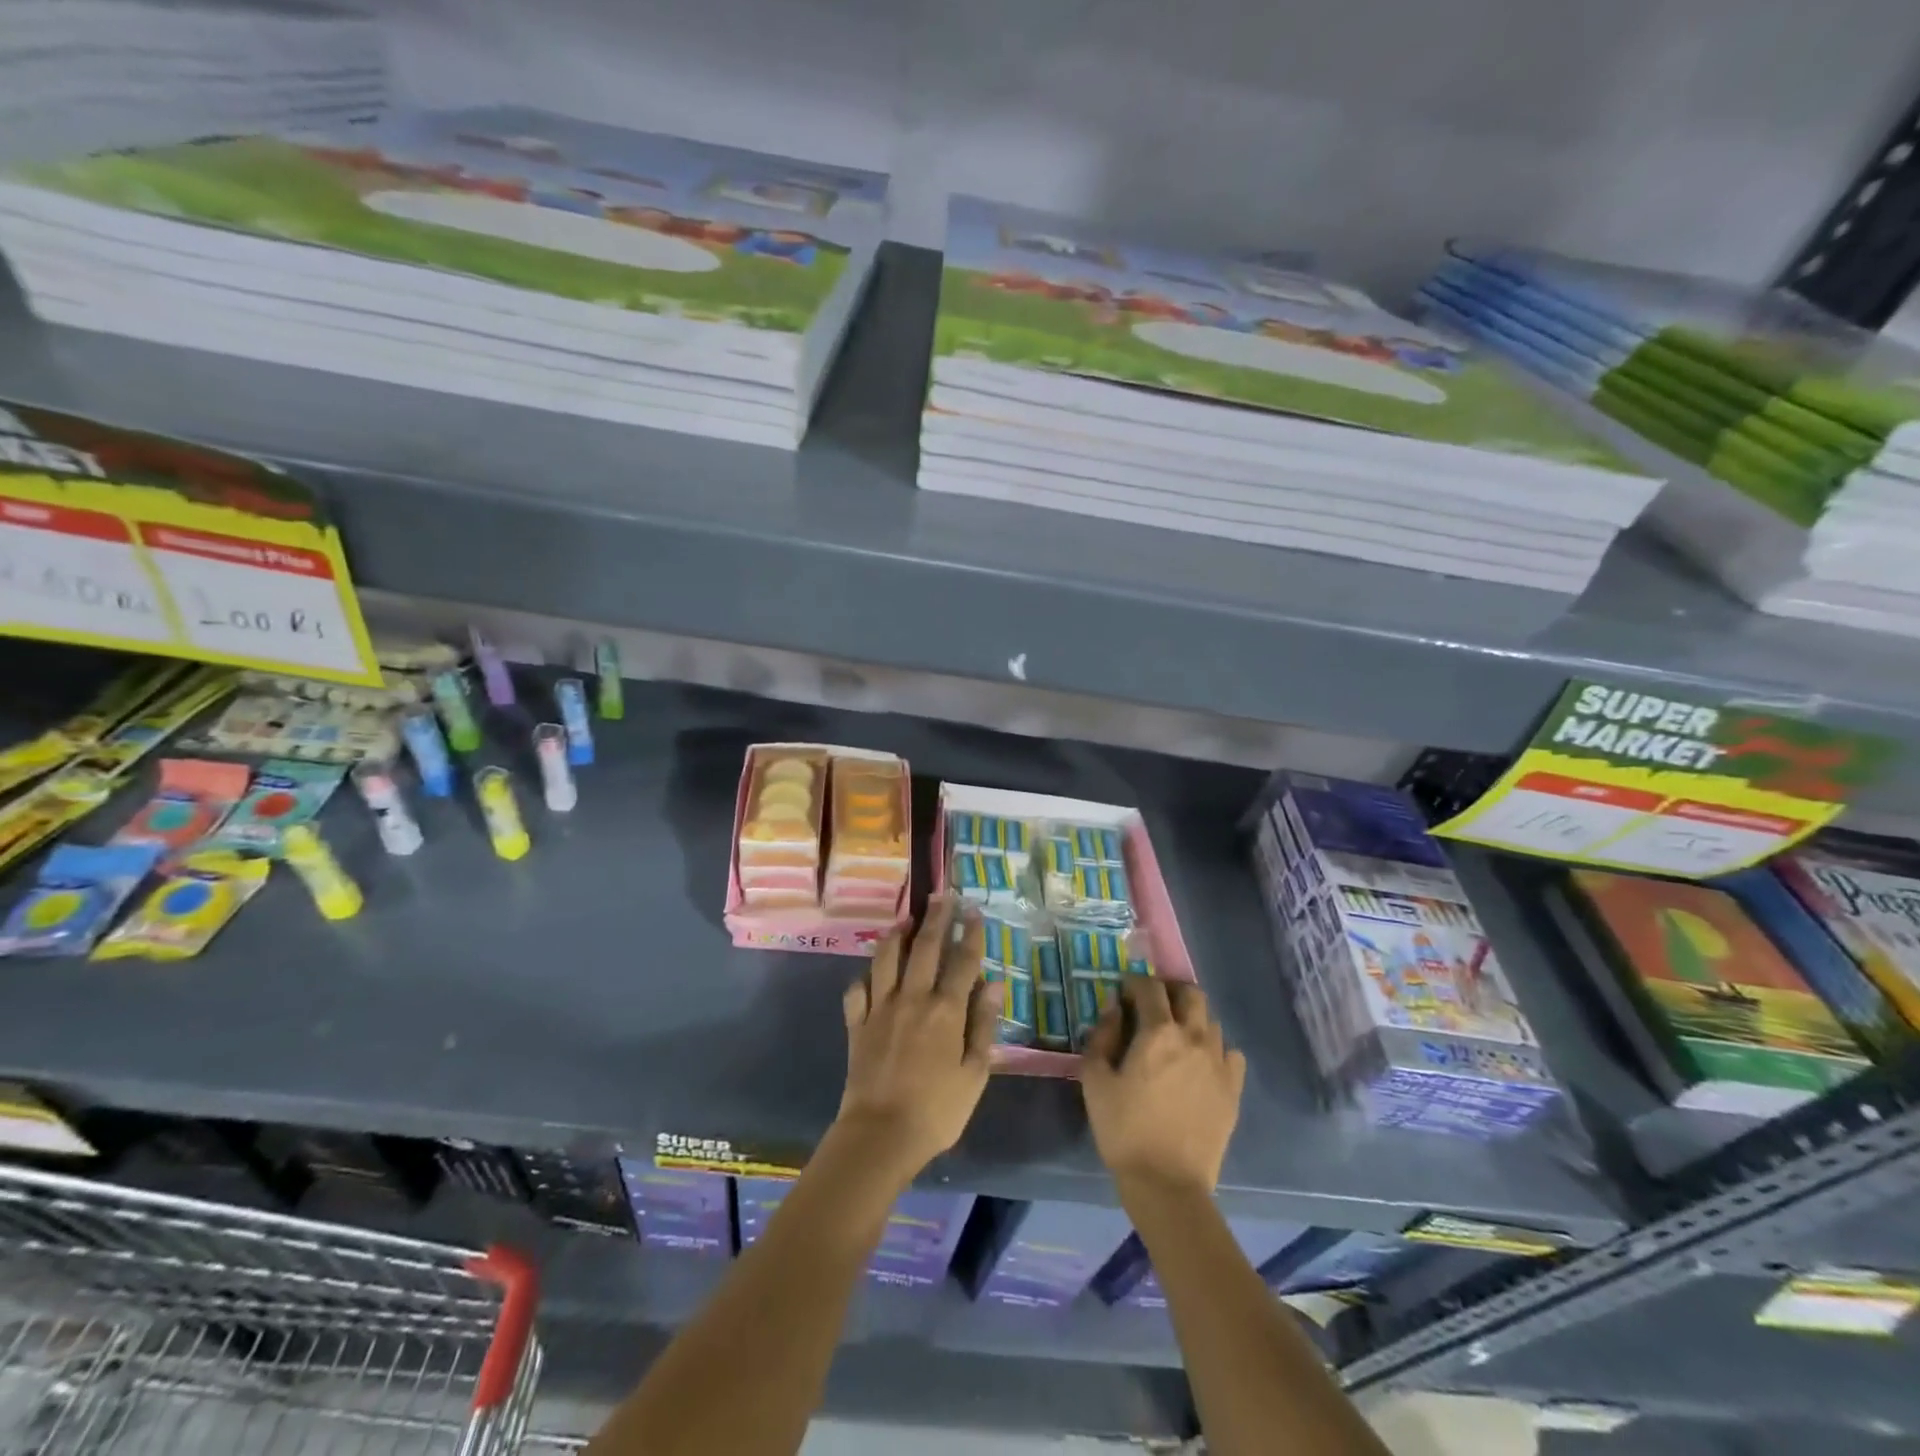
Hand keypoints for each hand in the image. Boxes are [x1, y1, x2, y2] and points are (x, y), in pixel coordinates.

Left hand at [835, 896, 999, 1184]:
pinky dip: (865, 976)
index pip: (962, 961)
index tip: (974, 911)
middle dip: (936, 917)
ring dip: (898, 934)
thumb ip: (984, 1026)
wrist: (880, 1136)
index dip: (970, 933)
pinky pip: (858, 989)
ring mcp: (880, 1007)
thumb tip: (994, 986)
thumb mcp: (975, 1074)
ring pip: (887, 958)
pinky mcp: (857, 1023)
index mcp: (946, 1010)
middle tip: (942, 895)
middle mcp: (912, 998)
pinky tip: (871, 972)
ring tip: (906, 919)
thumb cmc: (937, 1111)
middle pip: (925, 947)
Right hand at [1082, 978, 1244, 1198]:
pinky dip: (1214, 1050)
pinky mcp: (1233, 1089)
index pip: (1149, 987)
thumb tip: (1112, 1010)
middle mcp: (1194, 1037)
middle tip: (1153, 1007)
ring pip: (1211, 1021)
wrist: (1168, 1185)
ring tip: (1175, 1039)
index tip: (1122, 996)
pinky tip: (1200, 1065)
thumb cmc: (1124, 1130)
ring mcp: (1219, 1063)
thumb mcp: (1094, 1081)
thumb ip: (1101, 1037)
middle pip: (1191, 993)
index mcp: (1158, 1032)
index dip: (1133, 984)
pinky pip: (1230, 1053)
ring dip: (1191, 1020)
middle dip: (1170, 992)